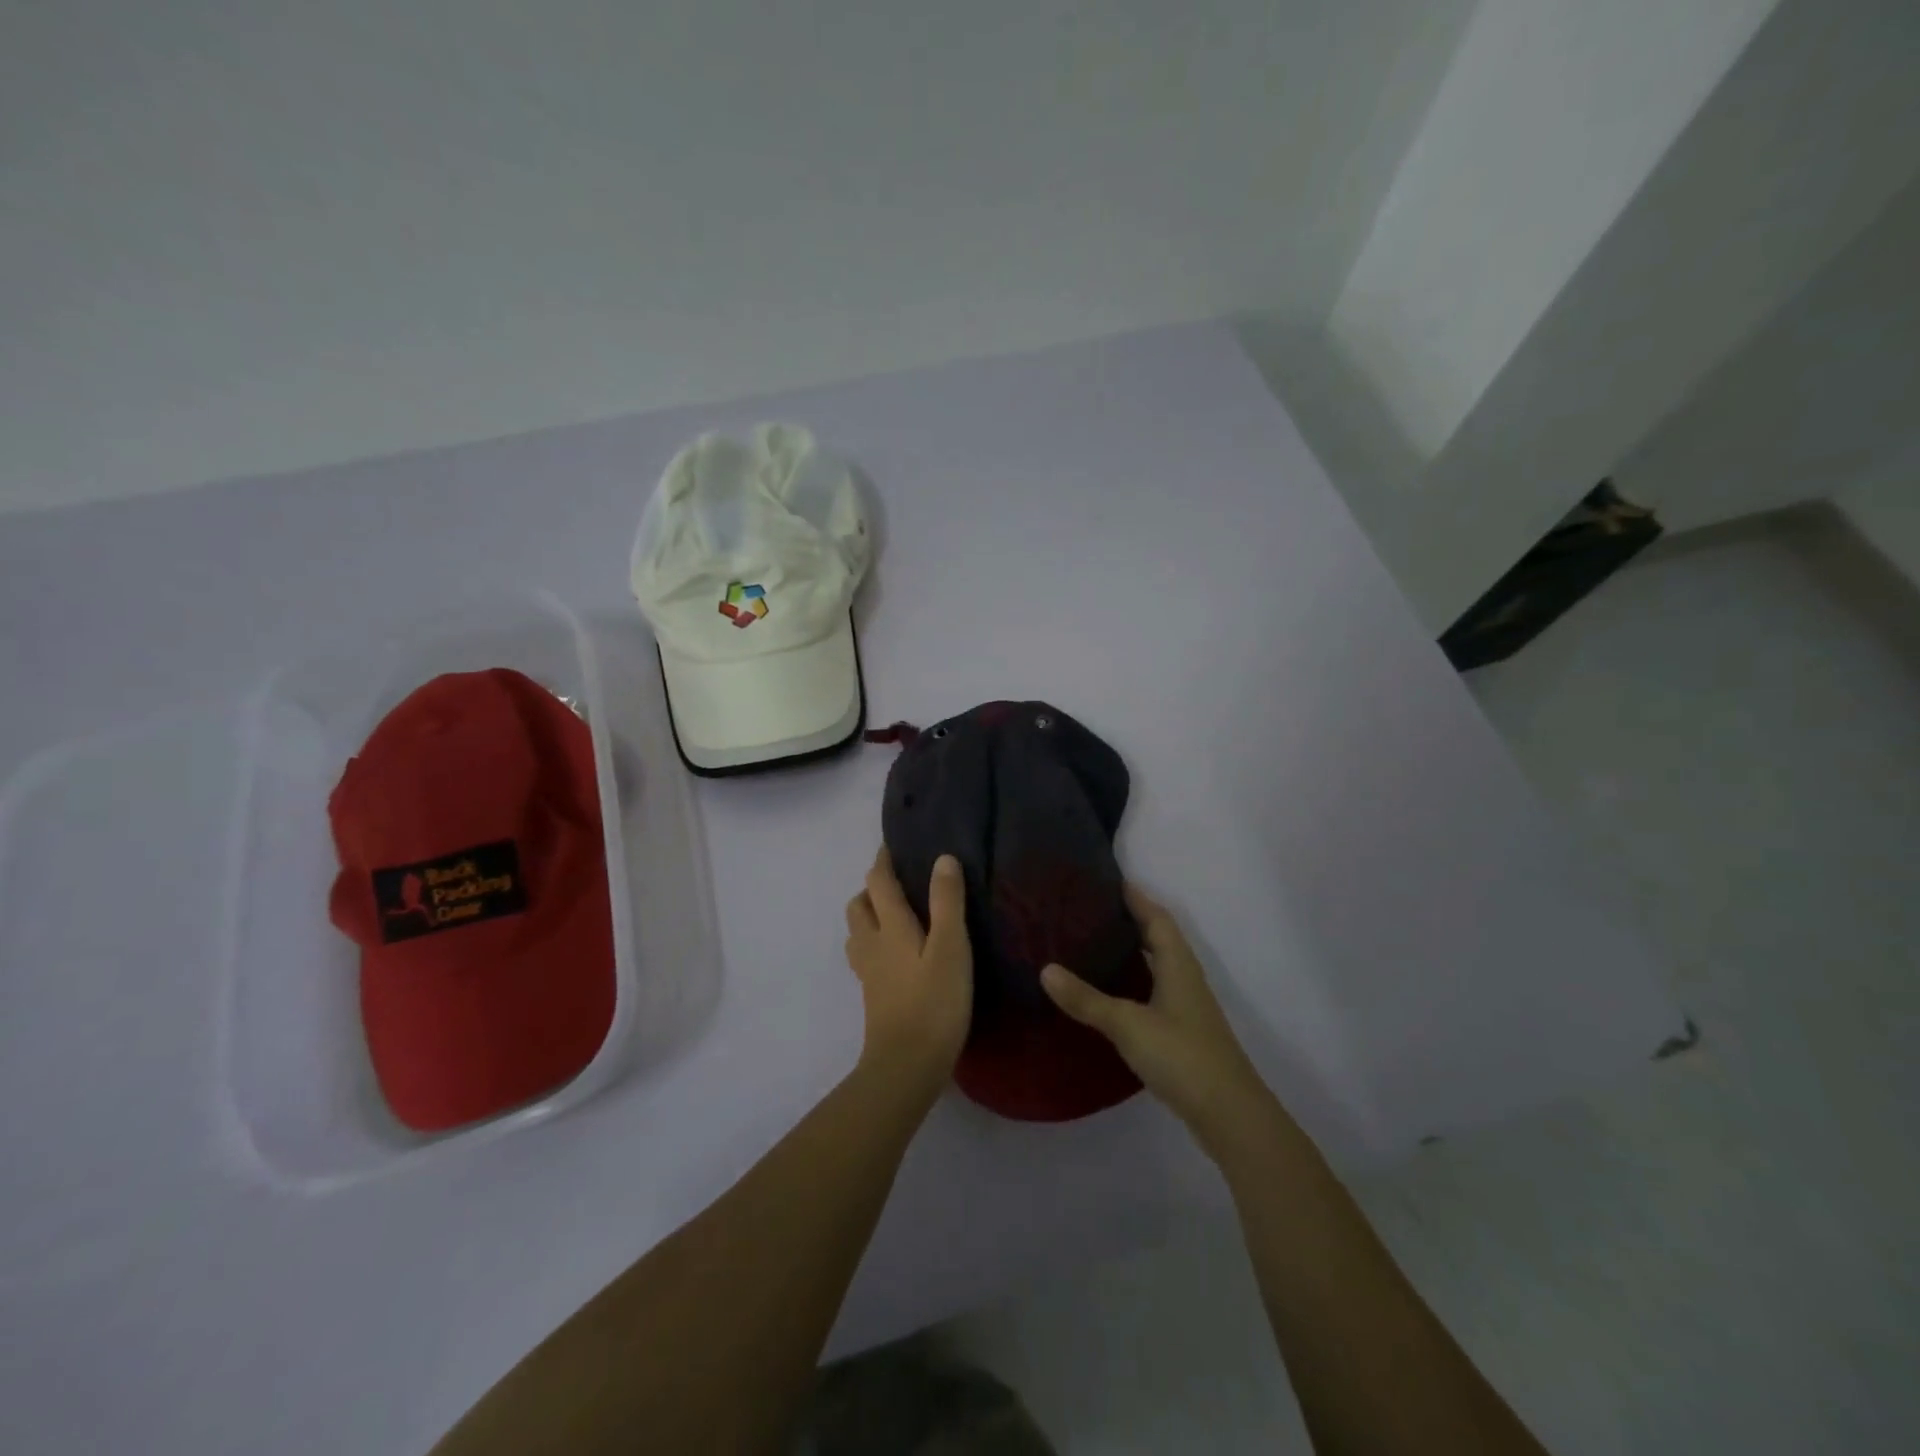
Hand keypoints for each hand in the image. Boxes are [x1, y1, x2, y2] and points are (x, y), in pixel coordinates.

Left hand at [844, 849, 972, 1092]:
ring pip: (858, 933)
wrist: (906, 1066)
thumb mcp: (951, 948)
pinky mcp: (873, 997)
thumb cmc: (934, 1003)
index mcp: (890, 927)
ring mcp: (869, 973)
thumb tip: (942, 858)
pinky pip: (866, 957)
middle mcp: (872, 945)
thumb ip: (947, 902)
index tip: (891, 846)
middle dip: (872, 889)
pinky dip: (875, 944)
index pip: (878, 882)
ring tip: (897, 917)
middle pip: (858, 906)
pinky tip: (897, 956)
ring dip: (869, 917)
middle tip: (898, 884)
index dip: (882, 861)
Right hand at [1041, 885, 1267, 1146]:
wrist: (1229, 1115)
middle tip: (1089, 910)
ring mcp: (1185, 1007)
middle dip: (1129, 920)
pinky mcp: (1181, 1032)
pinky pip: (1153, 991)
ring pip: (1156, 966)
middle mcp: (1184, 978)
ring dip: (1131, 951)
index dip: (1135, 896)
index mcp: (1178, 964)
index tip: (1107, 879)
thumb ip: (1086, 999)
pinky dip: (1132, 981)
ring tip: (1092, 943)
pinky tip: (1109, 992)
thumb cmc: (1182, 1056)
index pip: (1156, 917)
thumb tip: (1045, 969)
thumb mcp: (1128, 1024)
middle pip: (1158, 937)